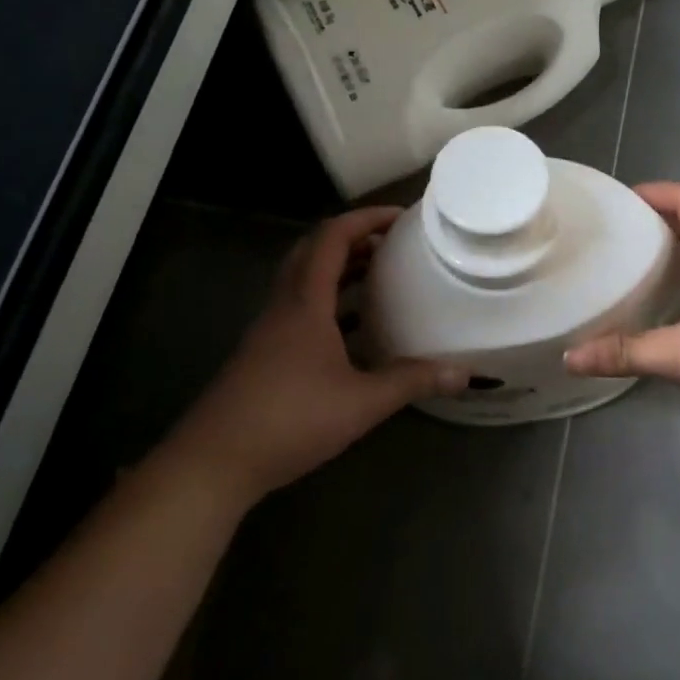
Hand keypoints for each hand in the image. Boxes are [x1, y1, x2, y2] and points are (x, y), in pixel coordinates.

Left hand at [167, 207, 467, 502]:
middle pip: (313, 252)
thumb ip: (412, 382)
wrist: (214, 463)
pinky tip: (353, 330)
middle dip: (354, 239)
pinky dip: (328, 303)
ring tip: (379, 275)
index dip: (365, 219)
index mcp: (305, 303)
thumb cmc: (290, 420)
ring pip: (304, 281)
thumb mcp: (361, 402)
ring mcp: (269, 331)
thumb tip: (465, 373)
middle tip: (392, 244)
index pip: (331, 238)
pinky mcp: (264, 355)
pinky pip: (299, 309)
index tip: (401, 217)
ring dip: (339, 269)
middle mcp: (284, 307)